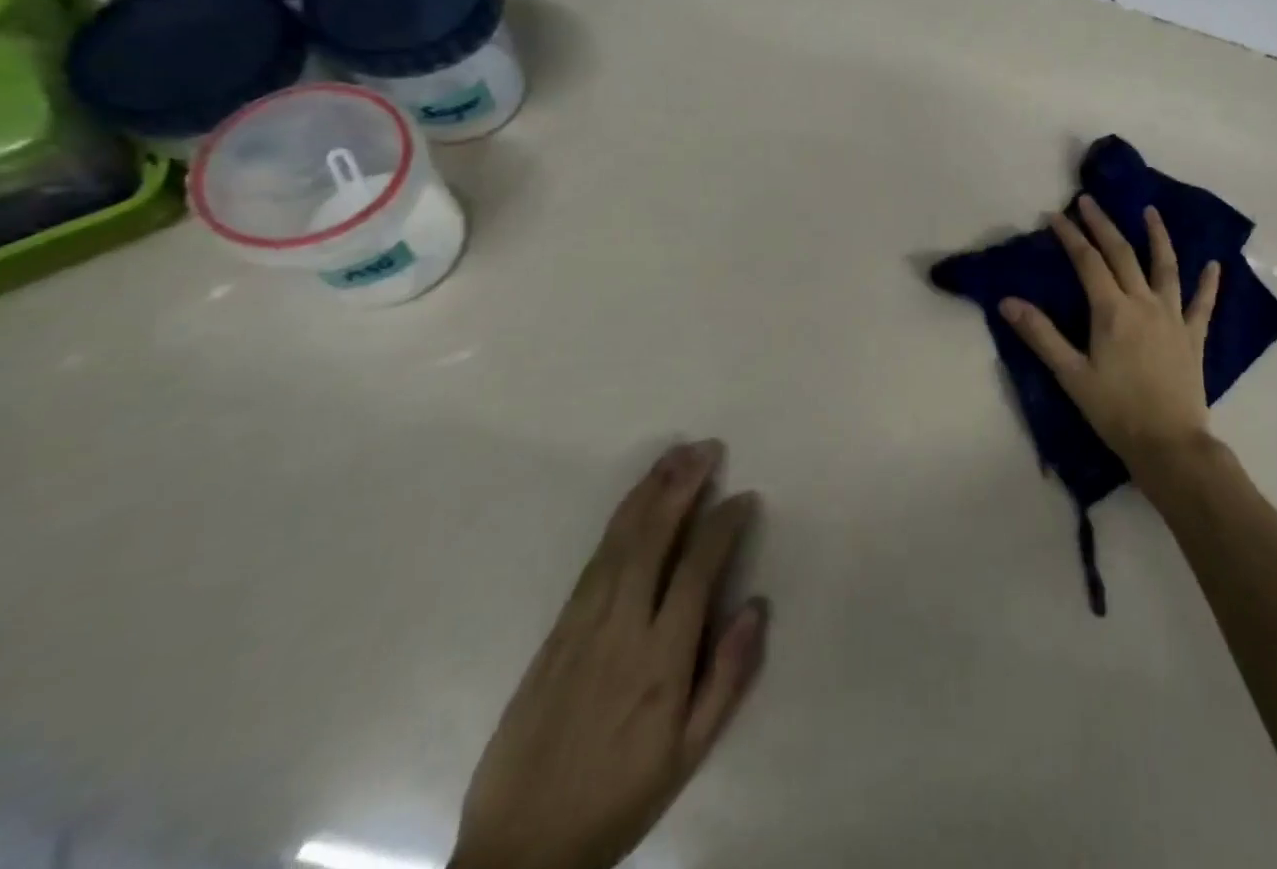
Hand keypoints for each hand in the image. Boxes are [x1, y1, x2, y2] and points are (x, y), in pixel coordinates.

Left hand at [451, 440, 766, 868]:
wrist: (519, 851)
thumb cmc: (619, 797)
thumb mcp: (688, 755)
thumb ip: (727, 678)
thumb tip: (756, 606)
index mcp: (659, 662)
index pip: (696, 571)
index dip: (723, 526)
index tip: (744, 498)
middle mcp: (620, 630)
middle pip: (652, 540)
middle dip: (682, 487)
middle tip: (708, 449)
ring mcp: (582, 626)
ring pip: (619, 541)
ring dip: (650, 491)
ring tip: (676, 455)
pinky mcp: (556, 631)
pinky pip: (593, 561)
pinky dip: (619, 521)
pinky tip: (635, 500)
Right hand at [999, 196, 1220, 486]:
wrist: (1169, 444)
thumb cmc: (1115, 411)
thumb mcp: (1071, 374)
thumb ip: (1041, 335)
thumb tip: (1008, 302)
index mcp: (1112, 311)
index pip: (1088, 262)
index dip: (1071, 236)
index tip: (1055, 216)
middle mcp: (1144, 303)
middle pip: (1122, 254)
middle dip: (1103, 225)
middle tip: (1089, 200)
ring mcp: (1173, 317)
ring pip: (1166, 267)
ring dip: (1157, 236)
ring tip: (1150, 211)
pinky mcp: (1194, 336)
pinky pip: (1203, 304)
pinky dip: (1209, 283)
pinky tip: (1214, 265)